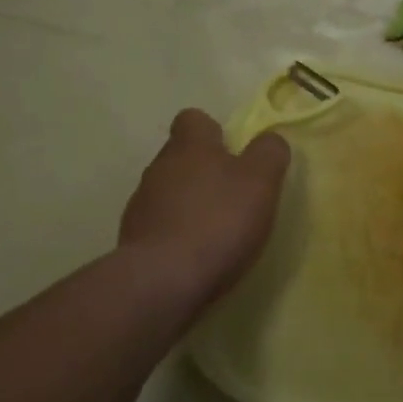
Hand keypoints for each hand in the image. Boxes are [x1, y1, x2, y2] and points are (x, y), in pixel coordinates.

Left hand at [119, 109, 290, 305]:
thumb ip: (269, 153)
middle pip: (181, 157)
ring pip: (168, 191)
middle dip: (204, 170)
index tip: (234, 153)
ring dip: (188, 203)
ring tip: (215, 230)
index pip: (193, 119)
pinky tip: (194, 255)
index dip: (214, 131)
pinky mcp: (132, 241)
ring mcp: (140, 205)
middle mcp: (158, 167)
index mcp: (189, 146)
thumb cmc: (218, 221)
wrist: (162, 281)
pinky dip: (175, 234)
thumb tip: (270, 140)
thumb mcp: (260, 181)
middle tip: (232, 195)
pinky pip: (158, 226)